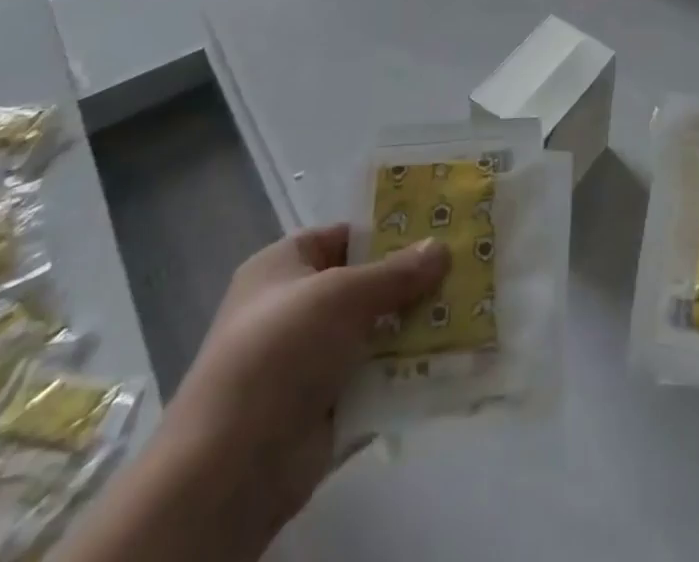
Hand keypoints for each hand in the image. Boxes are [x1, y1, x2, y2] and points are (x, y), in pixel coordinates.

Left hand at [159, 226, 449, 535]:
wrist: (230, 469)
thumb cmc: (281, 352)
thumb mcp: (344, 295)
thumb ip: (397, 272)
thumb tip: (442, 248)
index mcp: (283, 267)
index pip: (344, 236)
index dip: (388, 230)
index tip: (438, 228)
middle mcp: (294, 308)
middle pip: (364, 284)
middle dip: (410, 281)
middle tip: (464, 268)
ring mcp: (308, 360)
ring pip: (374, 331)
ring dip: (414, 326)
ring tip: (468, 310)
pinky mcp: (324, 406)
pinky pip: (374, 377)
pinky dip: (405, 371)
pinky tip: (450, 359)